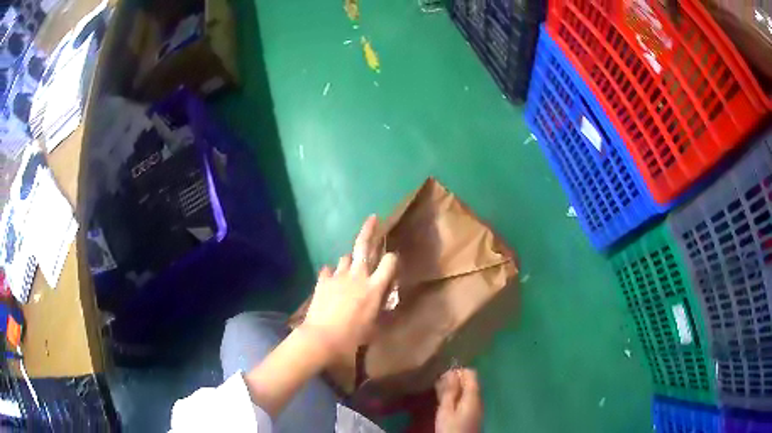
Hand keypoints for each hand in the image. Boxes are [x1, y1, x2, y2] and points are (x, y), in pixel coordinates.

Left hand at [302, 215, 396, 359]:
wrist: (322, 338)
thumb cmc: (352, 337)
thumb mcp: (373, 326)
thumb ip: (379, 309)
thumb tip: (381, 301)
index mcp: (374, 288)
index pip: (389, 262)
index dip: (392, 258)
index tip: (392, 259)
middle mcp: (357, 276)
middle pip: (364, 245)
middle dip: (369, 229)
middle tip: (373, 218)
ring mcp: (338, 276)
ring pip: (345, 257)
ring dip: (350, 259)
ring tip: (350, 265)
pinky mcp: (322, 281)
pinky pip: (328, 270)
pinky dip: (331, 273)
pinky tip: (330, 279)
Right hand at [435, 369, 482, 432]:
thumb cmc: (451, 428)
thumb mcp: (446, 410)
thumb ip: (449, 391)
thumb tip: (451, 372)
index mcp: (473, 395)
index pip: (471, 373)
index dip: (457, 371)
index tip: (442, 375)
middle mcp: (479, 398)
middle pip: (470, 382)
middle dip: (455, 380)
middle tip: (438, 385)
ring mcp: (477, 406)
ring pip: (468, 391)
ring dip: (455, 389)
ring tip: (439, 393)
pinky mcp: (474, 414)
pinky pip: (467, 399)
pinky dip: (457, 397)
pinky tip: (447, 403)